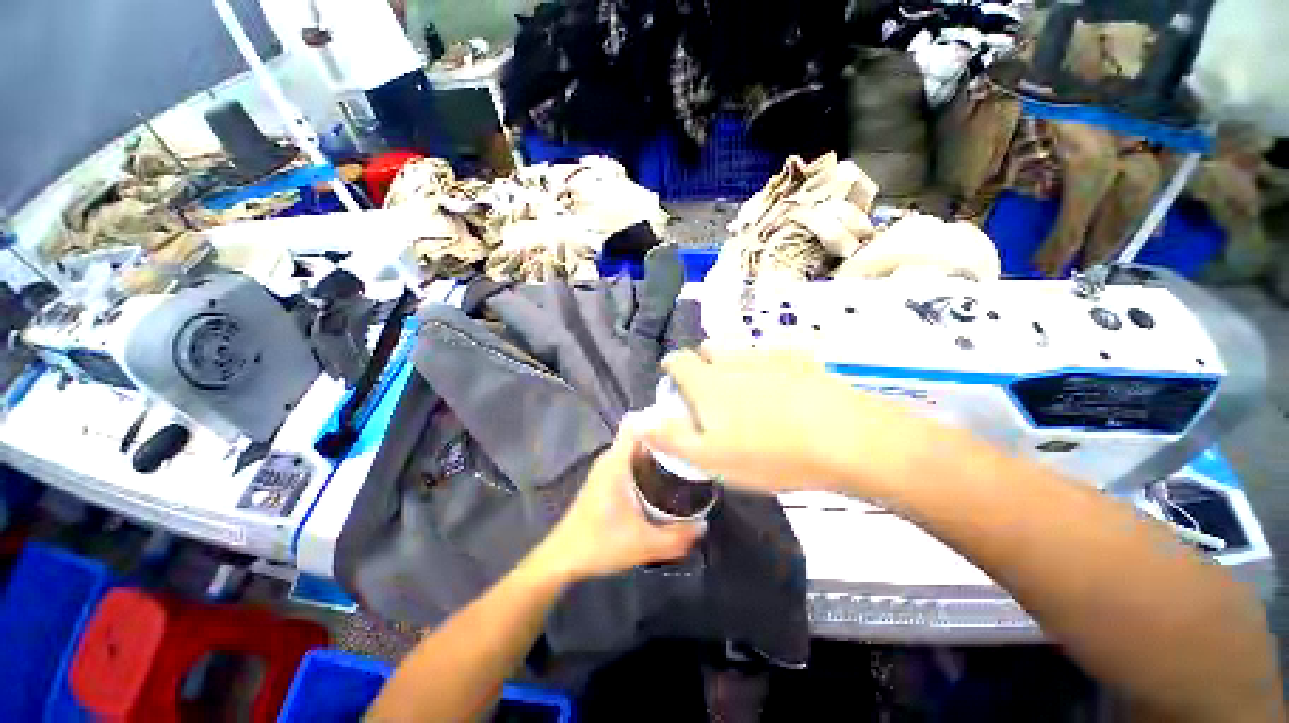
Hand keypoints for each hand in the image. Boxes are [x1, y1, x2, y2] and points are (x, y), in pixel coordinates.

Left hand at [532, 426, 704, 582]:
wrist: (563, 558)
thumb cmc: (599, 544)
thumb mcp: (643, 545)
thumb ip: (676, 538)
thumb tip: (704, 524)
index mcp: (616, 462)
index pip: (635, 422)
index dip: (658, 417)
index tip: (684, 423)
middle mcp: (610, 458)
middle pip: (639, 432)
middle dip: (664, 434)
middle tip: (692, 444)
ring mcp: (606, 467)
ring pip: (635, 446)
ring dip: (657, 448)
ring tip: (684, 457)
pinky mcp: (606, 478)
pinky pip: (631, 458)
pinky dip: (648, 460)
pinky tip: (664, 476)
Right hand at [637, 343, 942, 497]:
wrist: (844, 439)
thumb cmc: (769, 454)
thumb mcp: (711, 457)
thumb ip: (669, 436)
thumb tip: (635, 419)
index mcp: (709, 382)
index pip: (678, 360)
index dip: (672, 367)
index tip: (675, 381)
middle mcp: (734, 361)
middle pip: (710, 348)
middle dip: (704, 363)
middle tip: (712, 391)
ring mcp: (769, 356)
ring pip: (741, 350)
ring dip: (735, 363)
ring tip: (746, 392)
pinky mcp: (801, 360)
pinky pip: (774, 354)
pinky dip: (768, 365)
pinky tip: (783, 388)